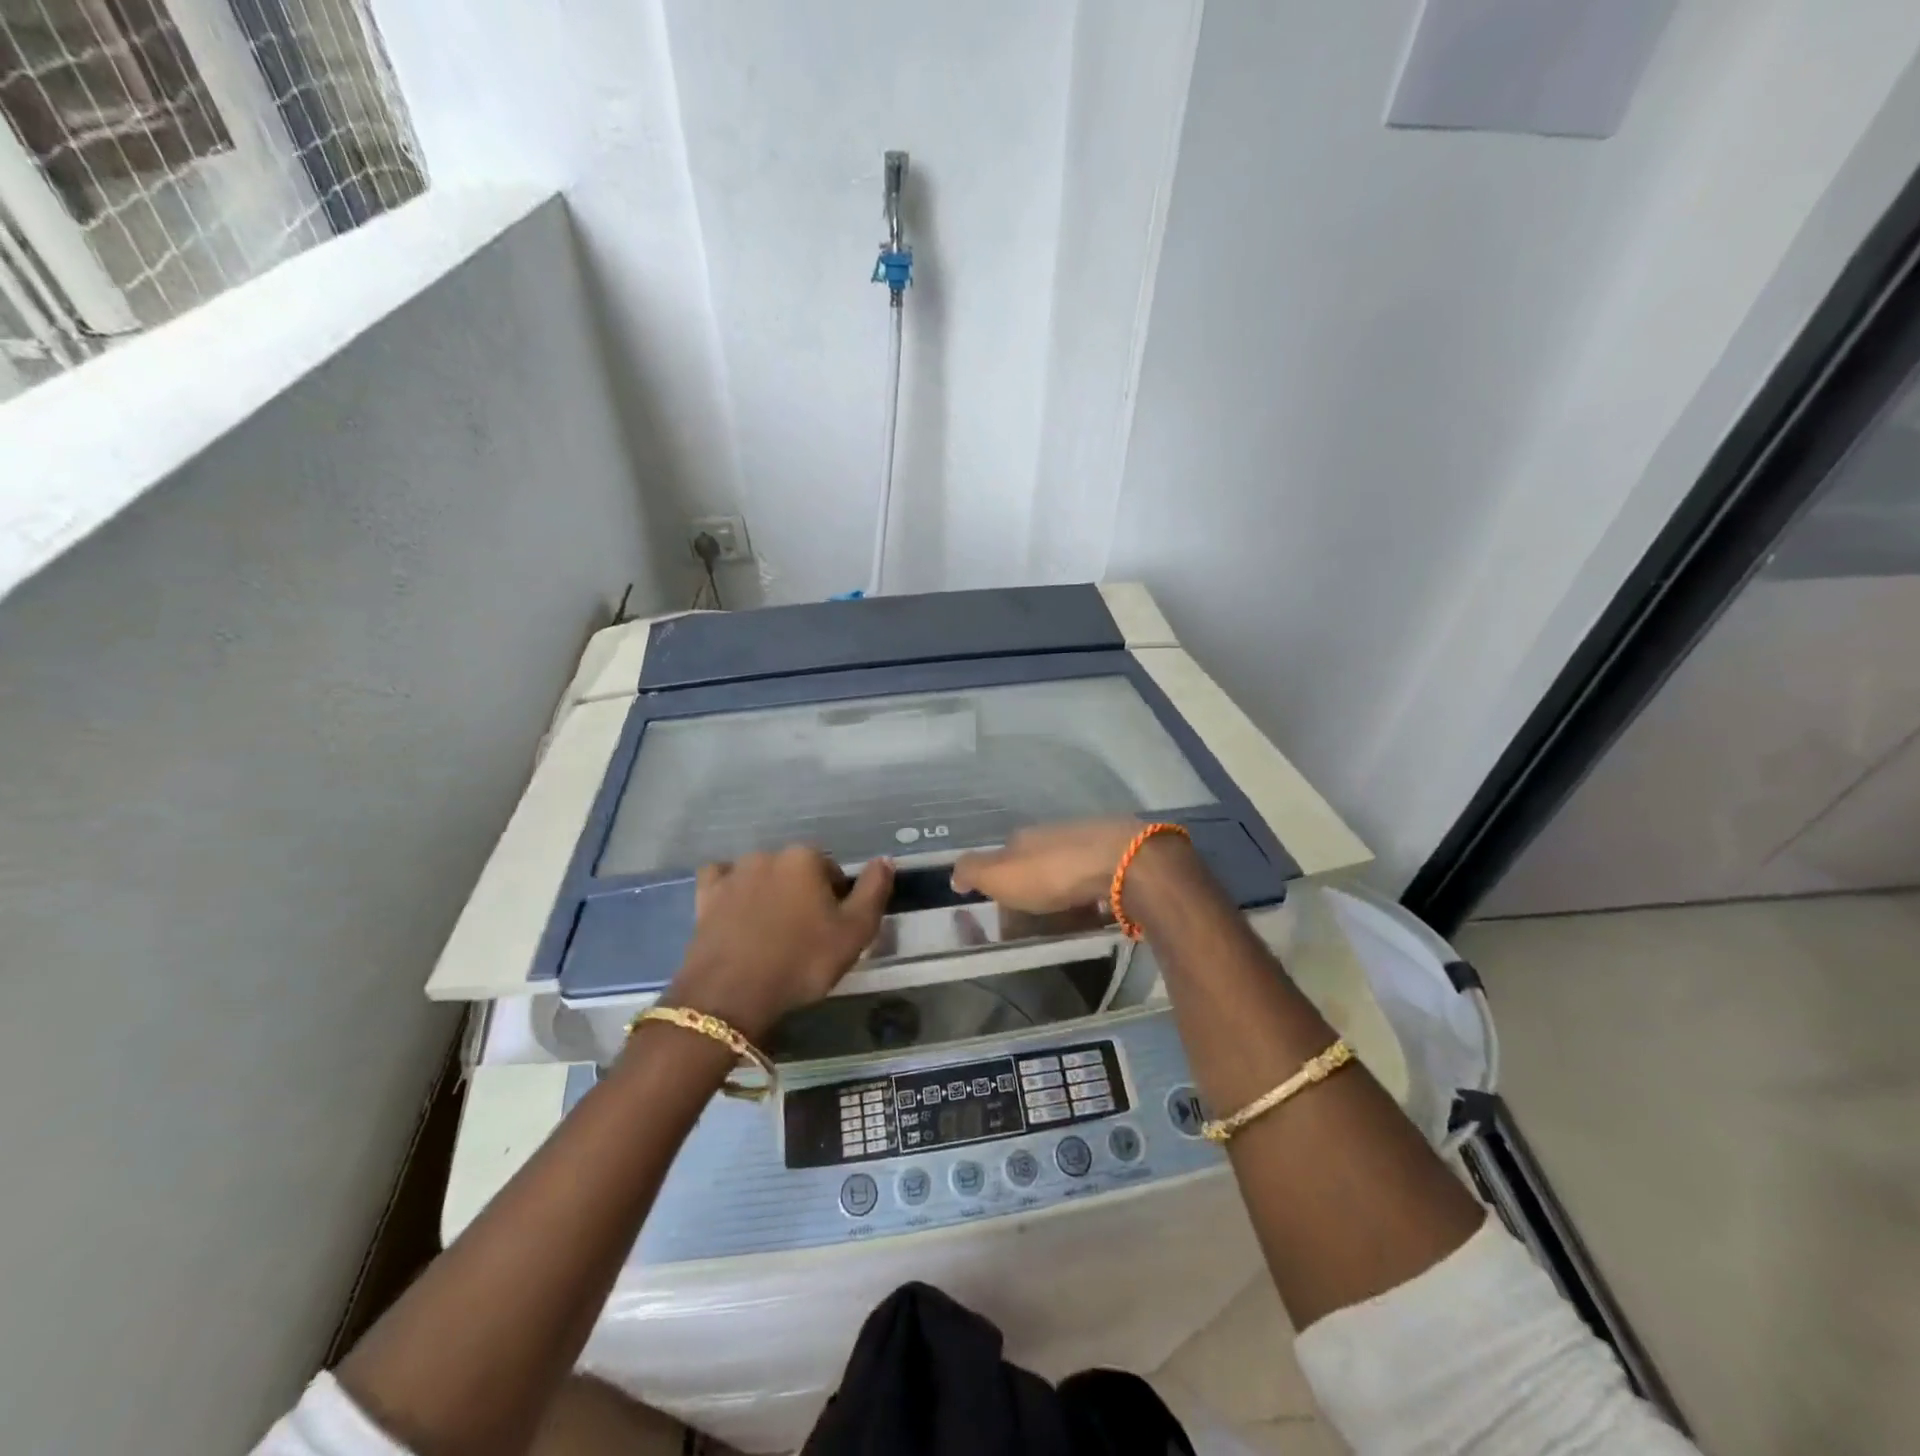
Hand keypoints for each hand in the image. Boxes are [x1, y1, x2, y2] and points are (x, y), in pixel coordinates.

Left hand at [664, 847, 893, 1040]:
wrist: (730, 995)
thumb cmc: (801, 961)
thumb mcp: (855, 932)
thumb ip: (874, 891)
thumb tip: (885, 859)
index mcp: (806, 858)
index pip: (832, 872)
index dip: (837, 901)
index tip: (832, 931)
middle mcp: (769, 855)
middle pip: (797, 872)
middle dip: (803, 895)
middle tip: (804, 936)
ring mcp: (733, 874)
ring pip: (762, 876)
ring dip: (770, 894)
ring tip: (771, 932)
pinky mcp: (706, 896)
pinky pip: (723, 882)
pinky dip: (732, 891)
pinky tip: (736, 911)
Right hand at [950, 819, 1142, 913]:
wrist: (1122, 862)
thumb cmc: (1054, 872)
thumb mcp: (1001, 875)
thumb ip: (974, 872)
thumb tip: (954, 874)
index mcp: (1026, 837)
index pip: (1005, 855)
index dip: (1000, 880)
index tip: (1002, 907)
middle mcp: (1057, 834)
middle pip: (1039, 861)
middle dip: (1035, 884)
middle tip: (1035, 917)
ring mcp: (1091, 842)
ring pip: (1070, 868)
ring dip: (1066, 889)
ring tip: (1067, 919)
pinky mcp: (1121, 857)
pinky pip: (1099, 879)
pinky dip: (1093, 894)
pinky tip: (1098, 912)